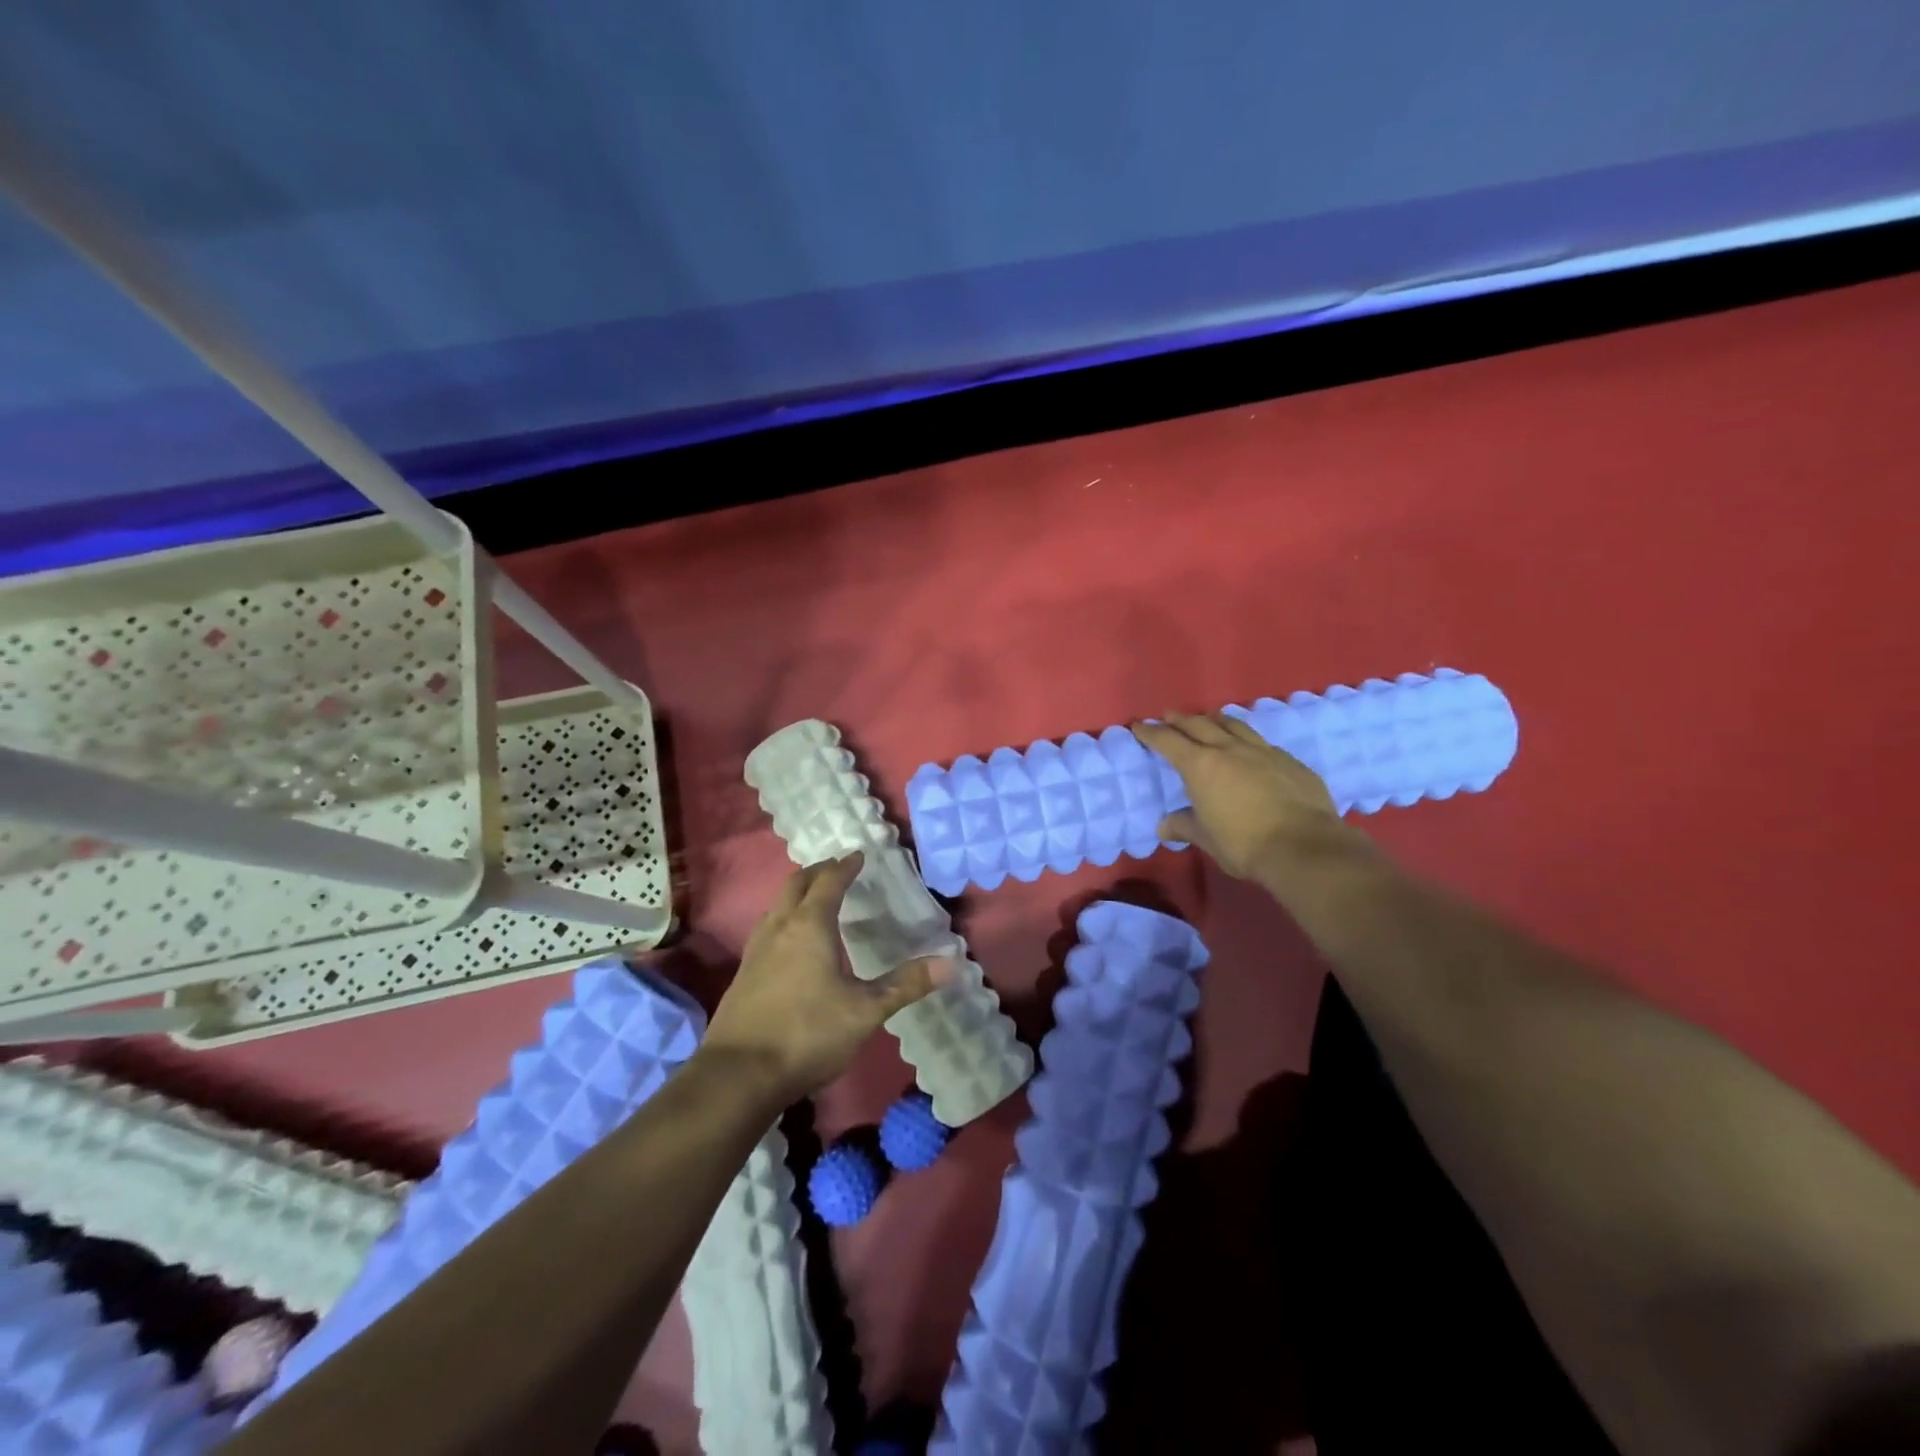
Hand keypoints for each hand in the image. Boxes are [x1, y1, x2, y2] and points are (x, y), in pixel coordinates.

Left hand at [704, 853, 950, 1102]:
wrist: (738, 1075)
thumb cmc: (807, 1034)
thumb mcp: (865, 1011)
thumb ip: (905, 984)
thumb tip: (951, 963)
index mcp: (810, 926)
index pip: (829, 882)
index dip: (845, 867)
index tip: (858, 856)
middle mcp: (779, 928)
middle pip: (796, 885)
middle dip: (817, 872)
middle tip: (837, 868)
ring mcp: (755, 950)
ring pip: (777, 906)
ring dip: (797, 894)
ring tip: (815, 900)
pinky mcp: (743, 974)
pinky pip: (767, 929)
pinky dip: (784, 918)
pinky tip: (791, 943)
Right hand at [1132, 712, 1365, 881]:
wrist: (1305, 846)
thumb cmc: (1244, 844)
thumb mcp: (1207, 839)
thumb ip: (1184, 826)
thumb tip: (1165, 826)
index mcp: (1201, 766)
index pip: (1168, 741)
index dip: (1151, 732)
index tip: (1140, 726)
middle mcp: (1229, 749)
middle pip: (1199, 724)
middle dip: (1180, 720)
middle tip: (1168, 717)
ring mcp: (1263, 751)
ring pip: (1234, 724)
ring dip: (1216, 720)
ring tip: (1209, 719)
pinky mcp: (1289, 760)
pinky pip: (1261, 742)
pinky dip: (1247, 740)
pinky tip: (1250, 748)